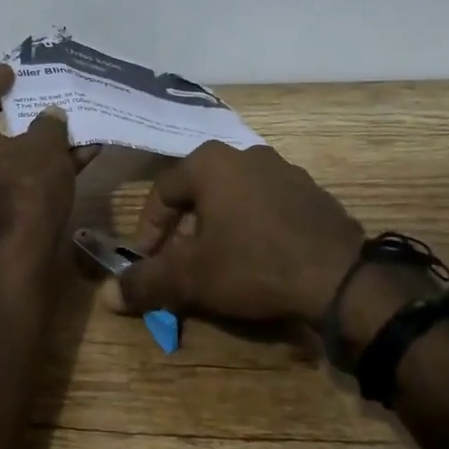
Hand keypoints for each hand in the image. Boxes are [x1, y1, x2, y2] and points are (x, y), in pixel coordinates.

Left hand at [0, 64, 86, 249]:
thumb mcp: (45, 146)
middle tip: (28, 96)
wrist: (14, 259)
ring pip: (3, 157)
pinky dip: (34, 170)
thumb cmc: (23, 189)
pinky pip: (9, 181)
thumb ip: (49, 124)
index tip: (10, 70)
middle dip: (13, 113)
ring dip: (33, 145)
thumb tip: (50, 116)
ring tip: (63, 129)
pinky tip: (72, 163)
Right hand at [108, 142, 365, 325]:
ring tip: (221, 266)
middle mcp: (246, 154)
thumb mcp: (192, 278)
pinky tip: (261, 261)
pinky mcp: (312, 192)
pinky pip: (268, 207)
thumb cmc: (254, 265)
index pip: (163, 192)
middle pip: (199, 193)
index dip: (149, 230)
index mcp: (211, 162)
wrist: (341, 278)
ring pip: (235, 199)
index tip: (149, 263)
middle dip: (185, 231)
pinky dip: (254, 229)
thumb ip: (145, 283)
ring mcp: (284, 170)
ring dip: (220, 228)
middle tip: (183, 266)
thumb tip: (107, 295)